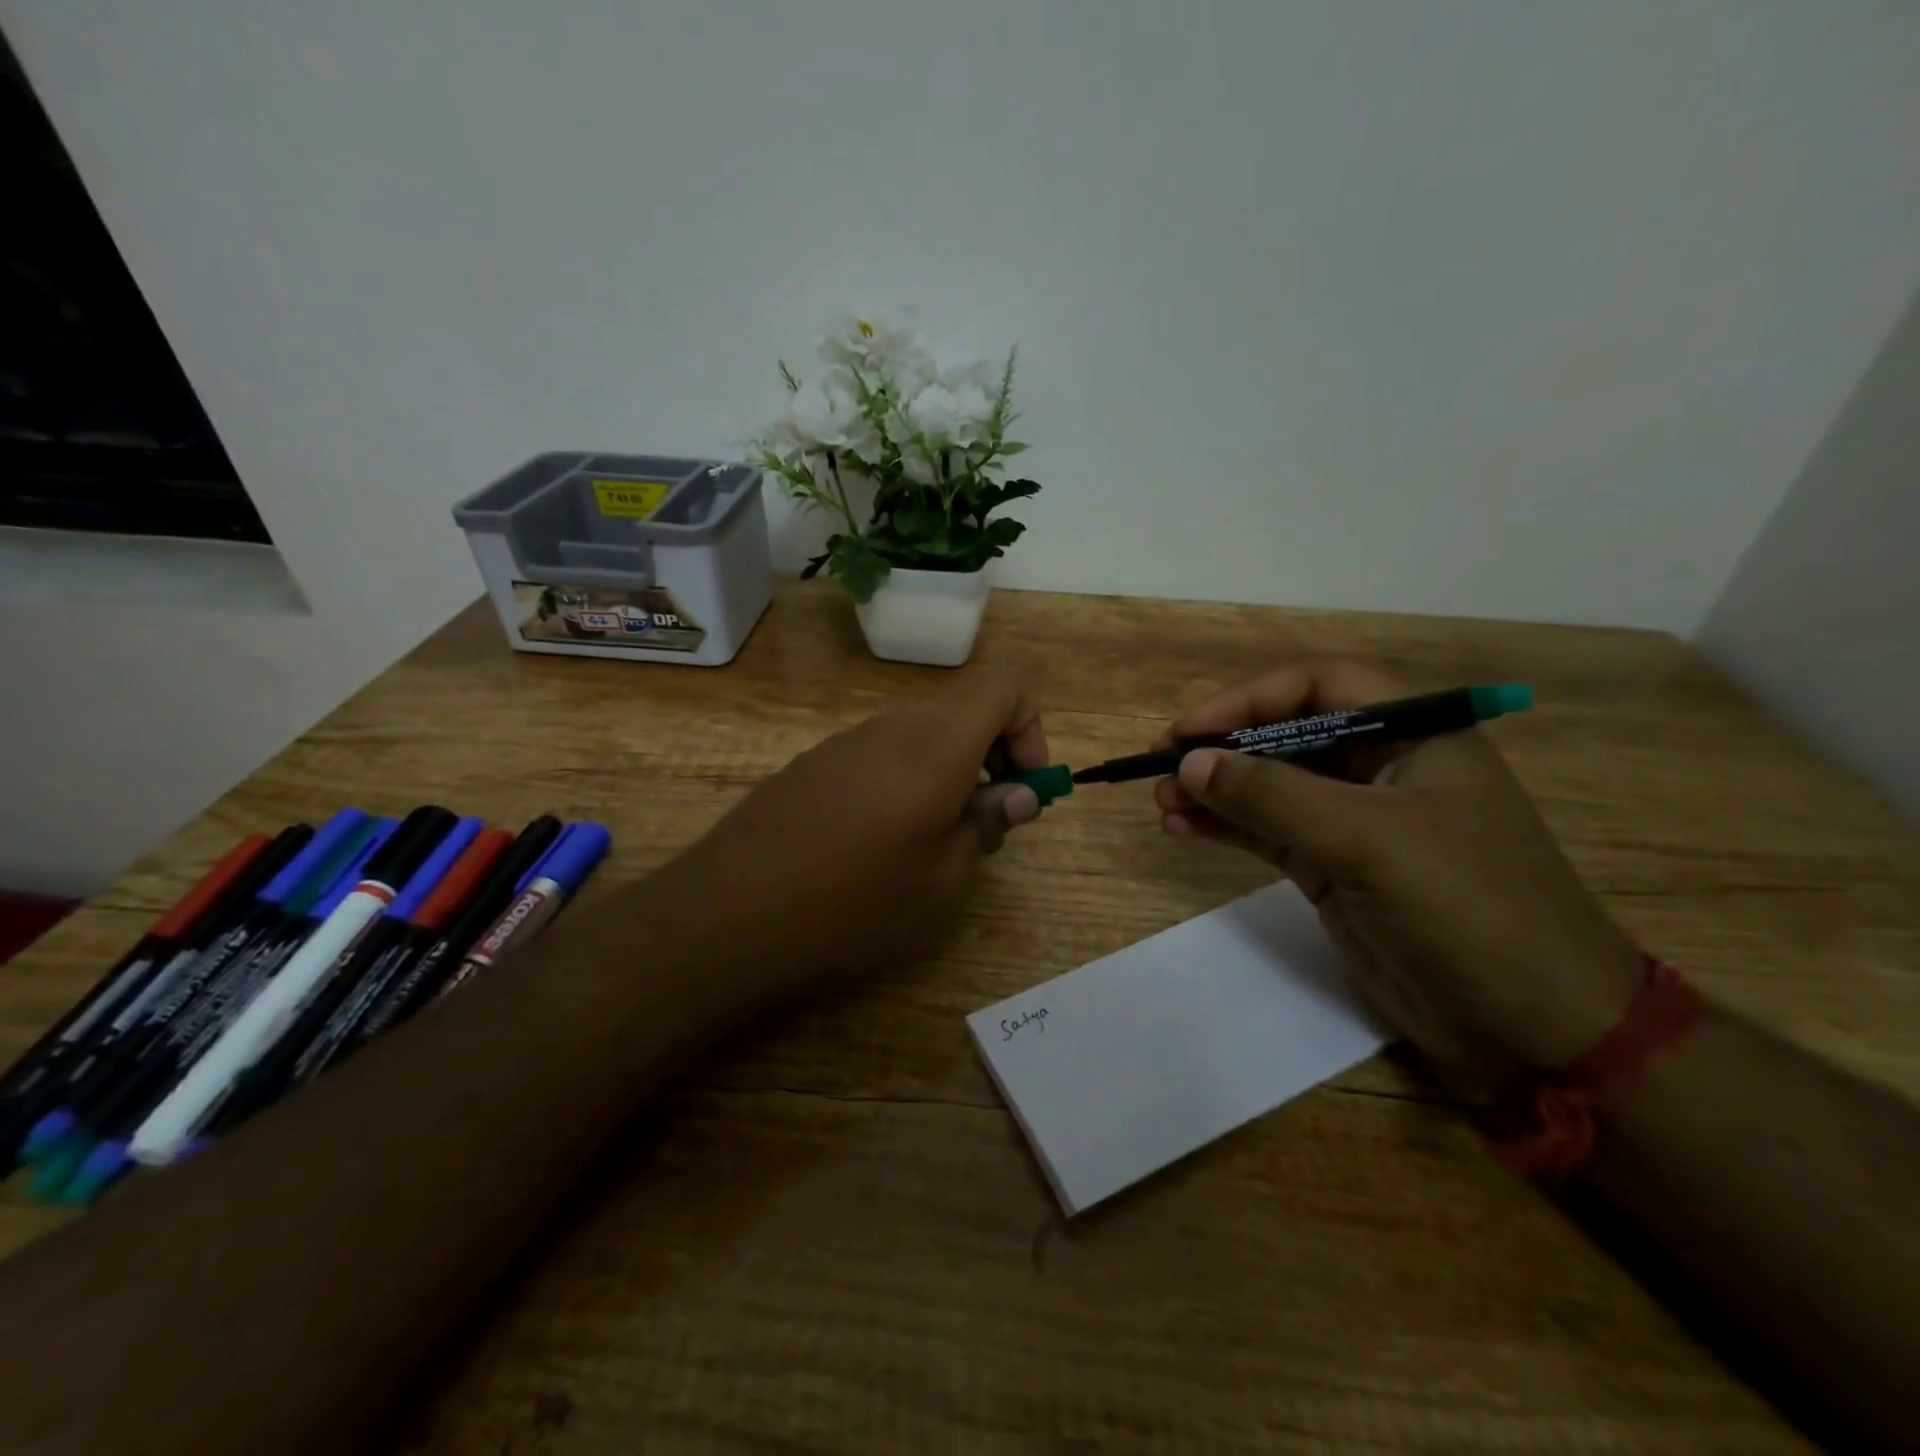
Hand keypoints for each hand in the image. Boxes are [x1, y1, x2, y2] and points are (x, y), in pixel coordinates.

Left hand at [642, 674, 1048, 1003]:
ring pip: (920, 734)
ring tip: (934, 843)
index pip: (1002, 688)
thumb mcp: (944, 882)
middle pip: (962, 711)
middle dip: (992, 757)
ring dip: (948, 773)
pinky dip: (904, 781)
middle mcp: (890, 728)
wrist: (726, 918)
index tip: (1024, 788)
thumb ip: (986, 825)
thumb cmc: (855, 906)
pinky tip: (879, 844)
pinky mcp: (811, 765)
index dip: (1029, 729)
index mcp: (935, 746)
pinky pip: (878, 754)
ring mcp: (844, 742)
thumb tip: (1015, 794)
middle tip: (986, 825)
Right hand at [1155, 661, 1643, 1089]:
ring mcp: (1356, 823)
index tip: (1191, 731)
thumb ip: (1272, 796)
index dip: (1249, 700)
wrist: (1534, 1029)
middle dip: (1223, 750)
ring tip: (1162, 803)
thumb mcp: (1365, 839)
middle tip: (1161, 769)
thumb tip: (1190, 763)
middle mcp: (1383, 769)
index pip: (1320, 688)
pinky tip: (1183, 829)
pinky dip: (1226, 828)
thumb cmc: (1467, 908)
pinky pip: (1268, 833)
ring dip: (1215, 790)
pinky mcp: (1335, 870)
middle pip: (1287, 736)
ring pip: (1270, 787)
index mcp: (1415, 736)